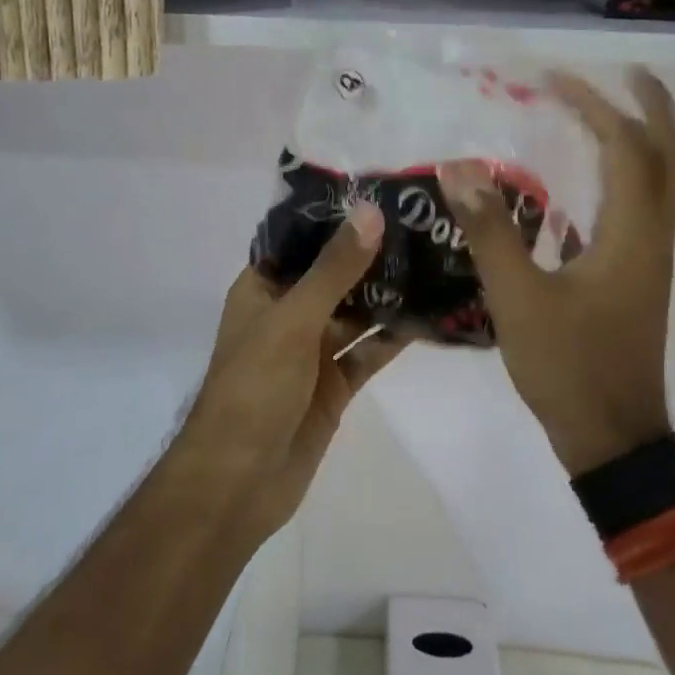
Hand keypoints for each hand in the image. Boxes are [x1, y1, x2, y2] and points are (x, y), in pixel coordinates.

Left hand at [183, 204, 409, 539]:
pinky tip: (430, 315)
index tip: (382, 191)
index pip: (301, 240)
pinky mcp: (335, 384)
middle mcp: (288, 313)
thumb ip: (334, 269)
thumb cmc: (254, 388)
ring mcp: (312, 351)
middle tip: (423, 222)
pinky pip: (368, 351)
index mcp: (263, 289)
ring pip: (356, 312)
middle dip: (372, 253)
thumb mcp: (292, 320)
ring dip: (389, 293)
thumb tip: (371, 213)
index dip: (337, 217)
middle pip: (334, 274)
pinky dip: (394, 337)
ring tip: (435, 260)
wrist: (240, 482)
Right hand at [440, 69, 674, 476]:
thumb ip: (490, 230)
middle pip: (672, 157)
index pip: (626, 148)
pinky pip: (645, 210)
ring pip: (665, 184)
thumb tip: (461, 165)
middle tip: (626, 74)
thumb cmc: (568, 367)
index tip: (554, 80)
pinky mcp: (639, 280)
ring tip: (609, 114)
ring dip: (645, 140)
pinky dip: (628, 178)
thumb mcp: (517, 298)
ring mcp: (651, 261)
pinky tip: (590, 184)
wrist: (612, 439)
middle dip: (653, 108)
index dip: (594, 106)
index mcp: (632, 235)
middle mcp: (653, 238)